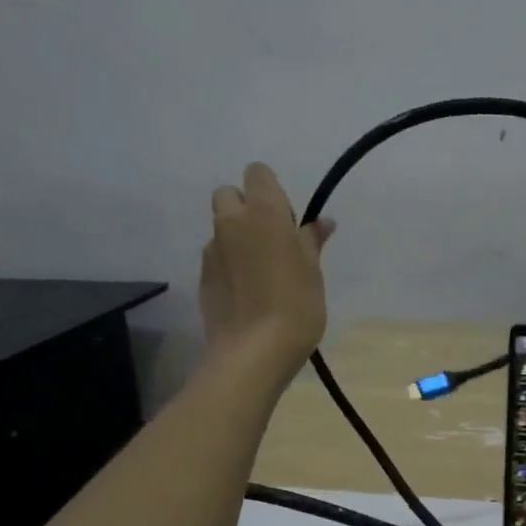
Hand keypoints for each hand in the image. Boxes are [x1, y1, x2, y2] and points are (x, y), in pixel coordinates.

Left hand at [198, 163, 334, 376]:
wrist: (253, 352)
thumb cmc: (296, 307)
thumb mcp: (313, 273)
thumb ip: (312, 241)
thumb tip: (322, 221)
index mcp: (263, 213)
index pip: (257, 173)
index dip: (271, 189)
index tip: (287, 219)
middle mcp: (231, 223)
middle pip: (229, 194)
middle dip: (245, 207)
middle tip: (270, 239)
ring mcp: (212, 251)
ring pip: (221, 228)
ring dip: (237, 238)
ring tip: (260, 272)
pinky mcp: (202, 277)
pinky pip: (216, 258)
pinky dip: (229, 265)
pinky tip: (246, 293)